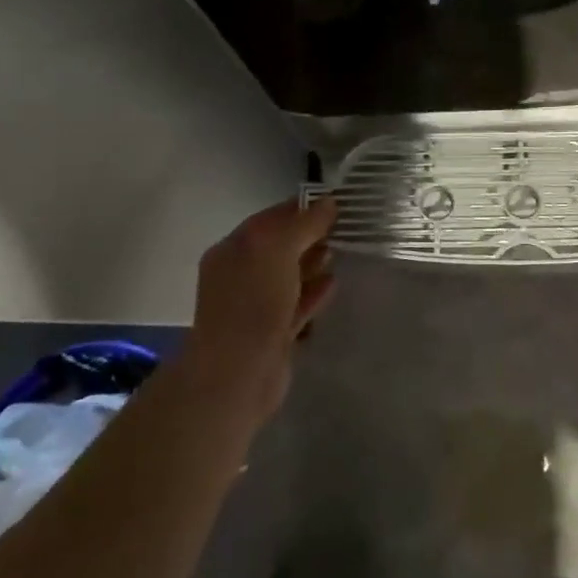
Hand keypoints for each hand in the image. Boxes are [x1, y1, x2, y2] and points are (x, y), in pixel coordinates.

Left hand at [177, 197, 338, 419]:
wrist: (238, 374)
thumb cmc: (253, 301)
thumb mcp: (279, 249)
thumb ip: (304, 223)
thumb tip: (328, 202)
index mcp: (233, 249)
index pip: (270, 218)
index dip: (301, 208)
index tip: (335, 202)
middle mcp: (240, 274)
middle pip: (279, 246)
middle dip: (309, 235)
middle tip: (344, 226)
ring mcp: (255, 306)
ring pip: (289, 276)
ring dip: (312, 262)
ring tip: (341, 251)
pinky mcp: (272, 333)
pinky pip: (296, 304)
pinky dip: (314, 292)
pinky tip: (334, 283)